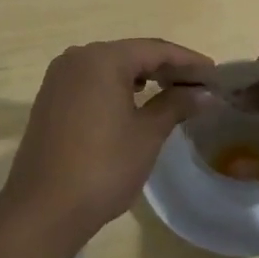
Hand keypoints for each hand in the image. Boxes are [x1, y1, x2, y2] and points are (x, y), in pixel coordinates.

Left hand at [2, 39, 208, 241]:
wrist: (43, 207)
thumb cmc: (103, 167)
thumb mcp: (147, 135)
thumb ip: (176, 105)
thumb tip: (204, 93)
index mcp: (101, 59)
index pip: (154, 50)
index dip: (188, 60)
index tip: (215, 73)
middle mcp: (76, 58)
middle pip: (130, 54)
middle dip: (165, 68)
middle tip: (198, 85)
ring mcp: (59, 78)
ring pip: (109, 67)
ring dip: (141, 77)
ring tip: (172, 93)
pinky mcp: (50, 99)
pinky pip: (91, 82)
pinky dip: (117, 88)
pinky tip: (134, 103)